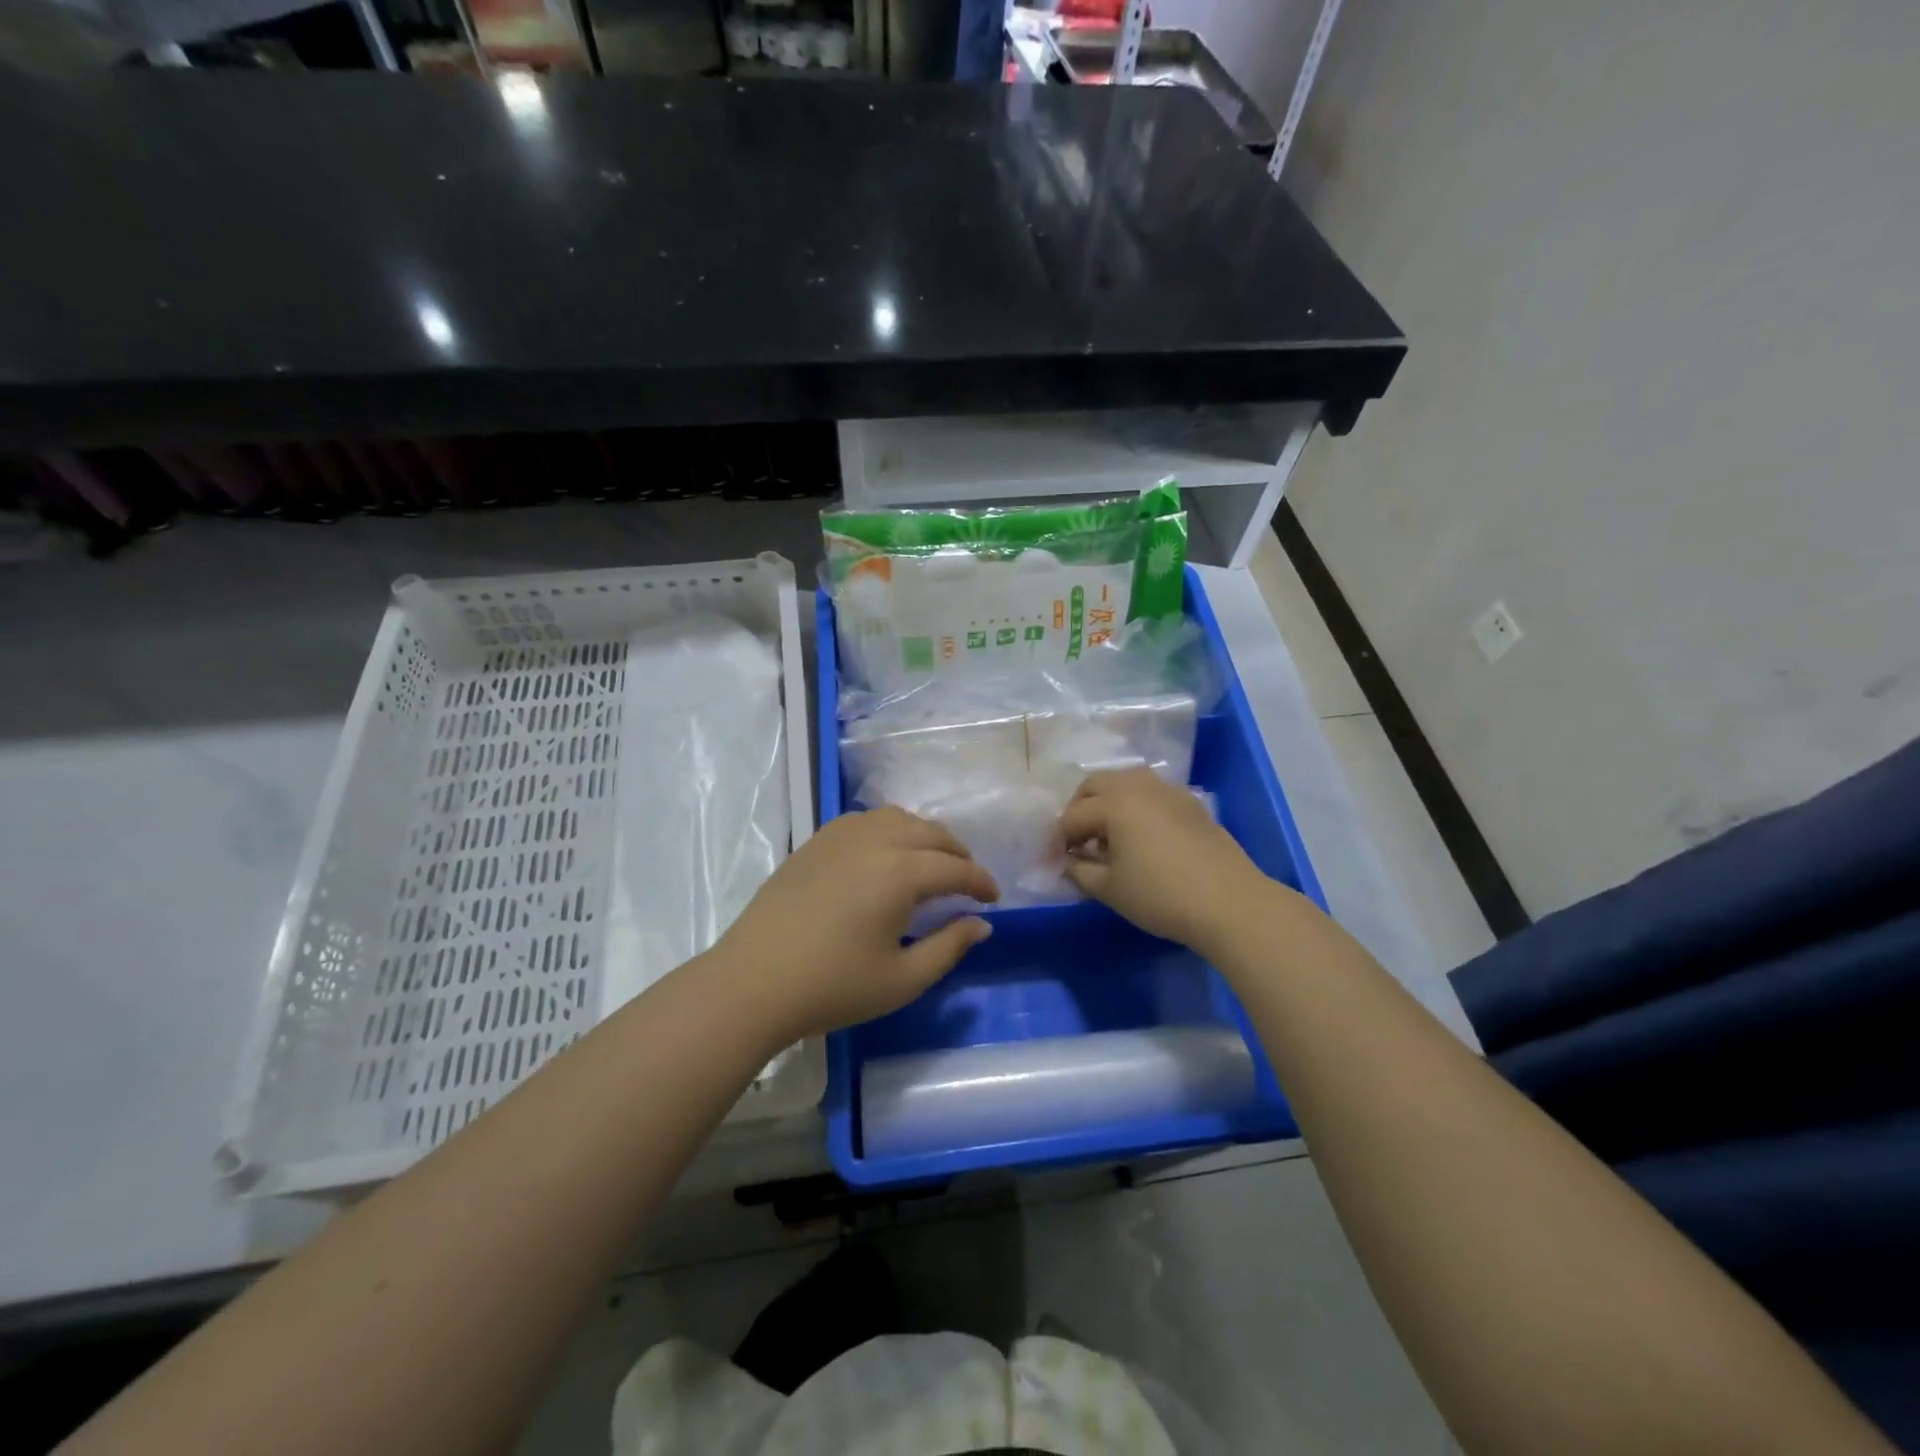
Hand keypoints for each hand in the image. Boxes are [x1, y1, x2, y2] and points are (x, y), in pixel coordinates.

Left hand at [709, 807, 999, 1041]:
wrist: (753, 982)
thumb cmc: (832, 987)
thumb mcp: (902, 979)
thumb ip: (949, 947)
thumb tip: (981, 924)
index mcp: (900, 872)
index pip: (955, 867)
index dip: (980, 882)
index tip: (993, 899)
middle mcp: (875, 840)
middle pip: (930, 833)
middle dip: (958, 853)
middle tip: (968, 881)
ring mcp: (841, 836)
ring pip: (898, 818)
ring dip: (924, 835)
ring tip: (931, 862)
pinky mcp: (815, 841)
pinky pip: (865, 820)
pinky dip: (889, 829)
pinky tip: (886, 854)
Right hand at [1055, 767, 1276, 949]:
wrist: (1229, 902)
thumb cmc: (1161, 895)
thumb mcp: (1110, 890)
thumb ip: (1081, 872)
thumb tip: (1070, 863)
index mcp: (1113, 803)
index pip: (1072, 816)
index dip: (1059, 840)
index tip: (1056, 862)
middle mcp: (1138, 786)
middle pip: (1095, 784)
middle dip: (1079, 809)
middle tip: (1078, 840)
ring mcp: (1168, 791)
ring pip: (1126, 782)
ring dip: (1108, 802)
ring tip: (1109, 835)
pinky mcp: (1190, 803)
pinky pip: (1151, 793)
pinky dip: (1136, 805)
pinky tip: (1142, 836)